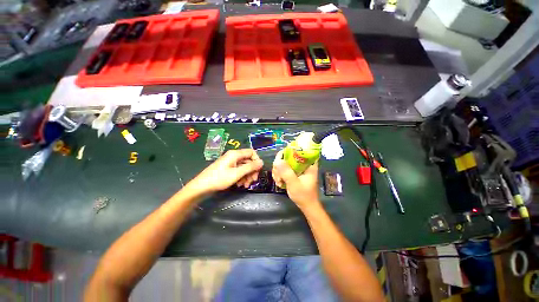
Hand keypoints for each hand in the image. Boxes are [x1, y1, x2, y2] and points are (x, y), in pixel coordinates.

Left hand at [189, 149, 263, 192]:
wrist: (202, 187)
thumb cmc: (219, 179)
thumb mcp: (237, 173)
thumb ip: (250, 167)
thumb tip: (262, 162)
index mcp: (235, 154)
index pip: (252, 152)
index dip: (257, 161)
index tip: (258, 170)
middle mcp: (234, 156)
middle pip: (248, 161)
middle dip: (252, 171)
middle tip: (253, 181)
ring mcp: (231, 163)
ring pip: (244, 167)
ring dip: (247, 176)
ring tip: (245, 185)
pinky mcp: (228, 169)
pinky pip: (239, 171)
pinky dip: (241, 177)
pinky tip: (240, 185)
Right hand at [272, 150, 319, 210]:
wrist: (307, 206)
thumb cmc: (304, 195)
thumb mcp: (294, 184)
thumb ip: (286, 172)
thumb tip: (277, 160)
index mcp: (308, 163)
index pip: (299, 150)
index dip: (288, 151)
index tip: (280, 159)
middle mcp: (303, 163)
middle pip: (288, 156)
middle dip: (280, 165)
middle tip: (277, 175)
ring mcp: (297, 168)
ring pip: (284, 163)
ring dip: (278, 171)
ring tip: (278, 181)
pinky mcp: (293, 172)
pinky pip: (283, 169)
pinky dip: (279, 174)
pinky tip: (279, 182)